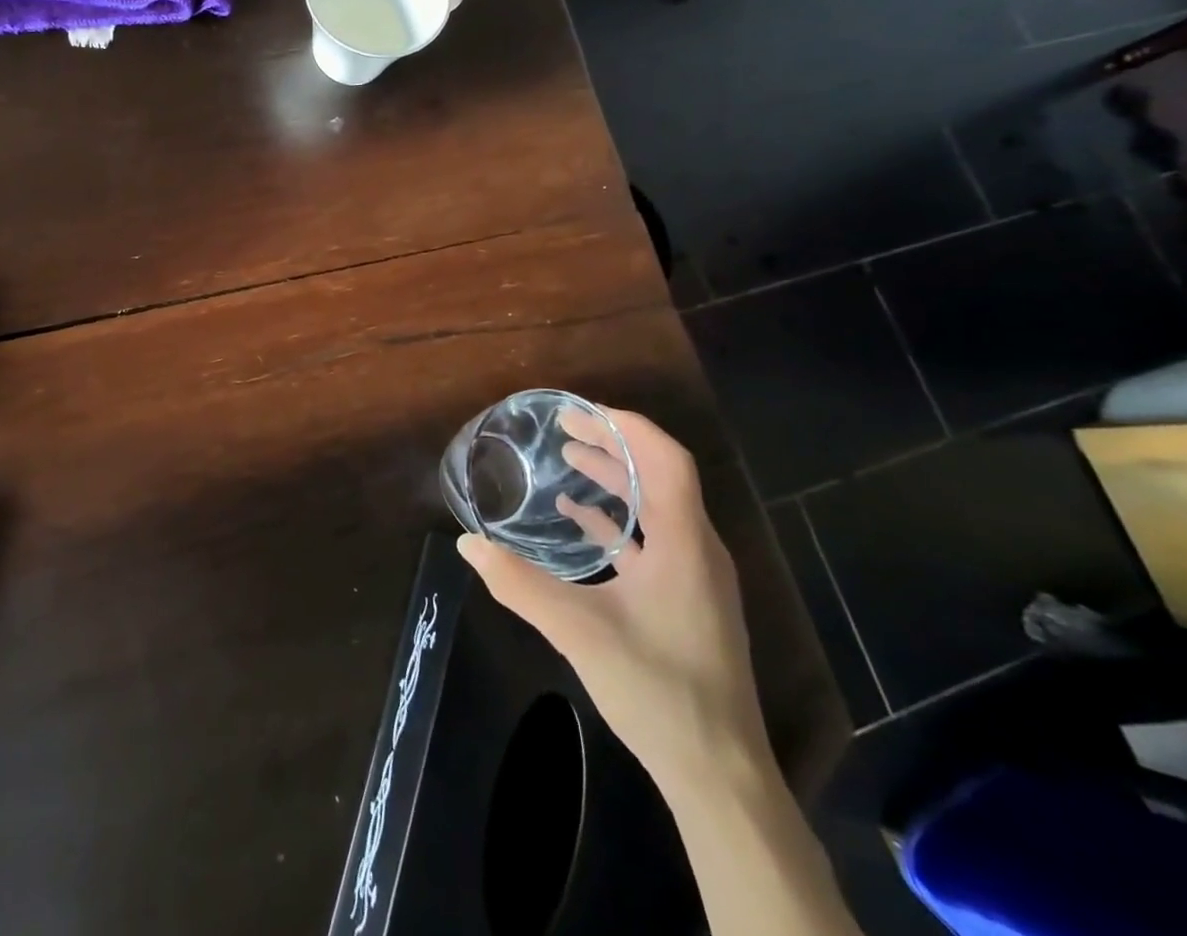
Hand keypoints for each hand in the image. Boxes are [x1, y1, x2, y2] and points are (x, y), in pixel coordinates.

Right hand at [458, 407, 769, 792]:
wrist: (719, 773)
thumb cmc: (657, 688)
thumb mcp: (578, 631)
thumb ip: (520, 584)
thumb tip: (468, 544)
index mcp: (683, 544)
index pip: (665, 459)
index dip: (625, 427)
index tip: (578, 413)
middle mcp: (698, 549)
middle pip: (661, 475)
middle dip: (614, 444)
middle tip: (565, 429)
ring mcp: (696, 577)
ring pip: (659, 507)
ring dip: (617, 478)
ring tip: (570, 461)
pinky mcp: (688, 601)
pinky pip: (654, 540)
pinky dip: (619, 520)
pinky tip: (581, 522)